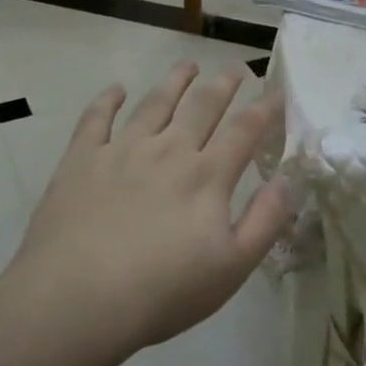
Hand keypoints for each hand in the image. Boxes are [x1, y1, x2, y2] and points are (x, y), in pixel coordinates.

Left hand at [9, 62, 290, 353]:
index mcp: (207, 176)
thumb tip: (286, 180)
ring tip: (187, 65)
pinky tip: (116, 90)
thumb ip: (265, 221)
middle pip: (202, 106)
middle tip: (235, 68)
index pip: (244, 131)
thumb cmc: (163, 291)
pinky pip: (96, 119)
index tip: (276, 91)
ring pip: (154, 103)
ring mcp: (122, 150)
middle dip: (223, 84)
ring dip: (174, 81)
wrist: (78, 299)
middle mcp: (168, 151)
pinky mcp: (81, 159)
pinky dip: (108, 100)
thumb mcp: (232, 268)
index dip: (264, 109)